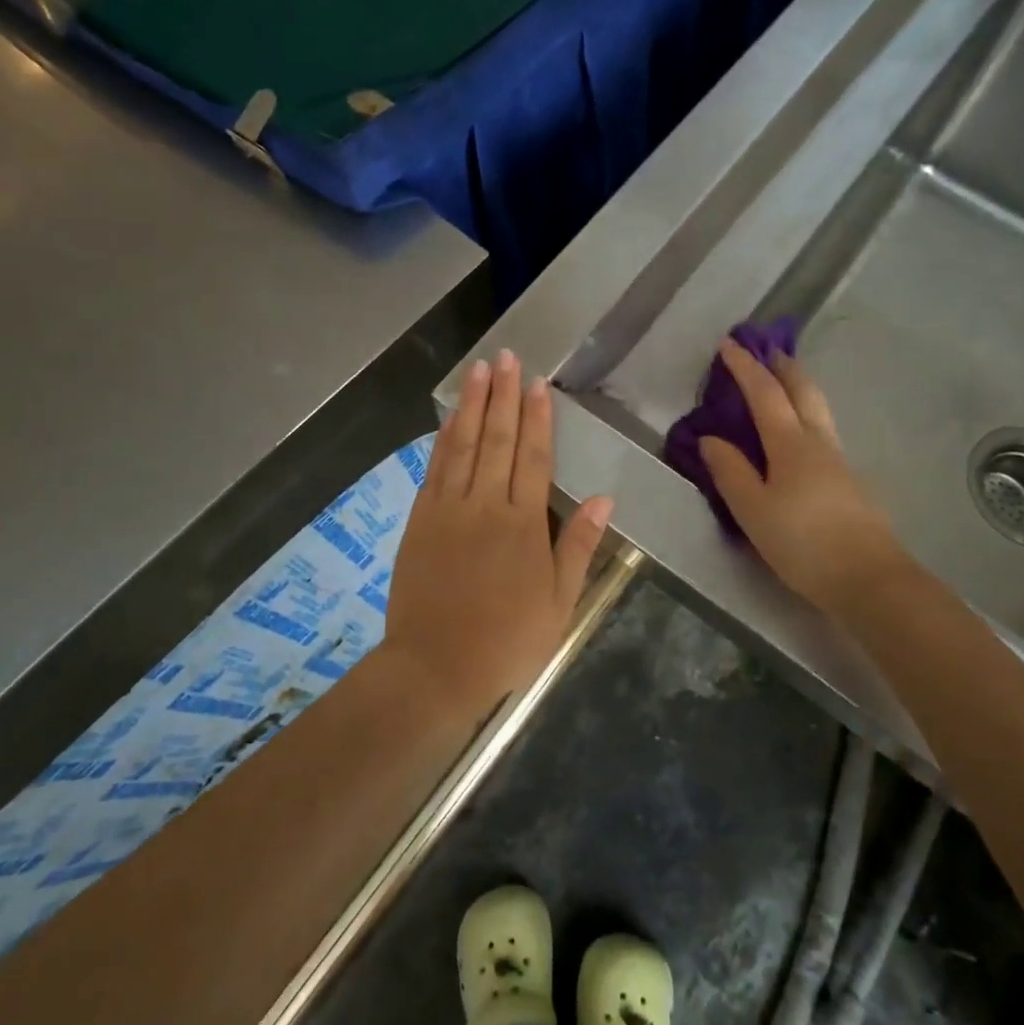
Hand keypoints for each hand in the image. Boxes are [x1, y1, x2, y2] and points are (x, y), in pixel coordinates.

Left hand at [384, 350, 613, 704]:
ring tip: (479, 370)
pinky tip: (450, 418)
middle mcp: (485, 505)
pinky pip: (435, 468)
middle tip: (507, 357)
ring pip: (462, 445)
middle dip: (503, 395)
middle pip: (496, 439)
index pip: (533, 457)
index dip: (537, 417)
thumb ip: (578, 546)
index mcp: (523, 524)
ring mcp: (447, 509)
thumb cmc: (506, 640)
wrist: (435, 667)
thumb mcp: (559, 603)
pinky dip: (443, 438)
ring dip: (471, 404)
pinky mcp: (420, 520)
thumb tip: (603, 498)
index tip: (537, 383)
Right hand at [698, 339, 904, 615]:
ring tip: (783, 382)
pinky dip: (806, 413)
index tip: (728, 344)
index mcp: (791, 444)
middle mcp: (818, 442)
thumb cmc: (803, 543)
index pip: (765, 393)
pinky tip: (799, 432)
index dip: (745, 367)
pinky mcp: (847, 481)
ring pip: (818, 409)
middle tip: (766, 350)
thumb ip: (730, 472)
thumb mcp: (753, 510)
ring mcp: (837, 461)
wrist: (868, 578)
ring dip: (799, 386)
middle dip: (783, 366)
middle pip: (803, 390)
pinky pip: (822, 430)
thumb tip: (710, 438)